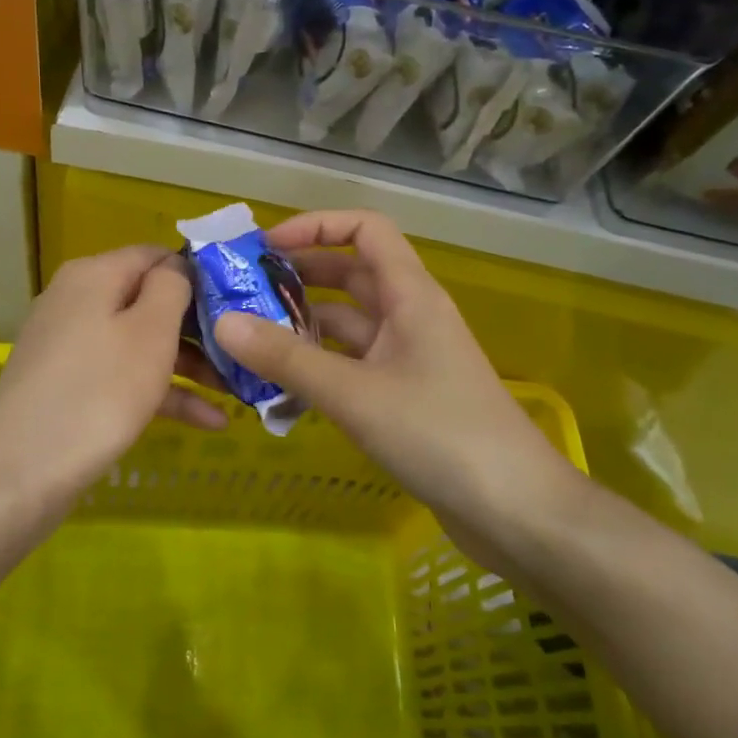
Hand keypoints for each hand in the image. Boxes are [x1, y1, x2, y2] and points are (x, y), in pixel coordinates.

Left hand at [0, 245, 226, 500]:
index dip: (199, 274)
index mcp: (94, 274)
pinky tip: (209, 421)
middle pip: (149, 300)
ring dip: (189, 365)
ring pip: (140, 342)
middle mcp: (77, 300)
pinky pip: (123, 375)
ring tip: (237, 391)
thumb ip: (171, 287)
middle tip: (243, 351)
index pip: (156, 255)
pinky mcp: (68, 385)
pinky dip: (161, 392)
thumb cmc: (99, 391)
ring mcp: (70, 345)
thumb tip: (176, 266)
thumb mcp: (149, 331)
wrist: (19, 473)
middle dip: (199, 328)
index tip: (240, 301)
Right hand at [213, 210, 575, 524]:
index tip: (266, 248)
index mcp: (410, 295)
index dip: (317, 226)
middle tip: (243, 293)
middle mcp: (410, 316)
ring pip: (348, 323)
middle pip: (351, 274)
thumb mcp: (353, 393)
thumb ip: (287, 358)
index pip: (366, 229)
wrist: (514, 510)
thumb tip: (223, 321)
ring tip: (249, 339)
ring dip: (304, 325)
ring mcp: (409, 357)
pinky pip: (353, 364)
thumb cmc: (439, 434)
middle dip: (299, 276)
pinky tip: (281, 386)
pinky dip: (319, 365)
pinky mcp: (405, 395)